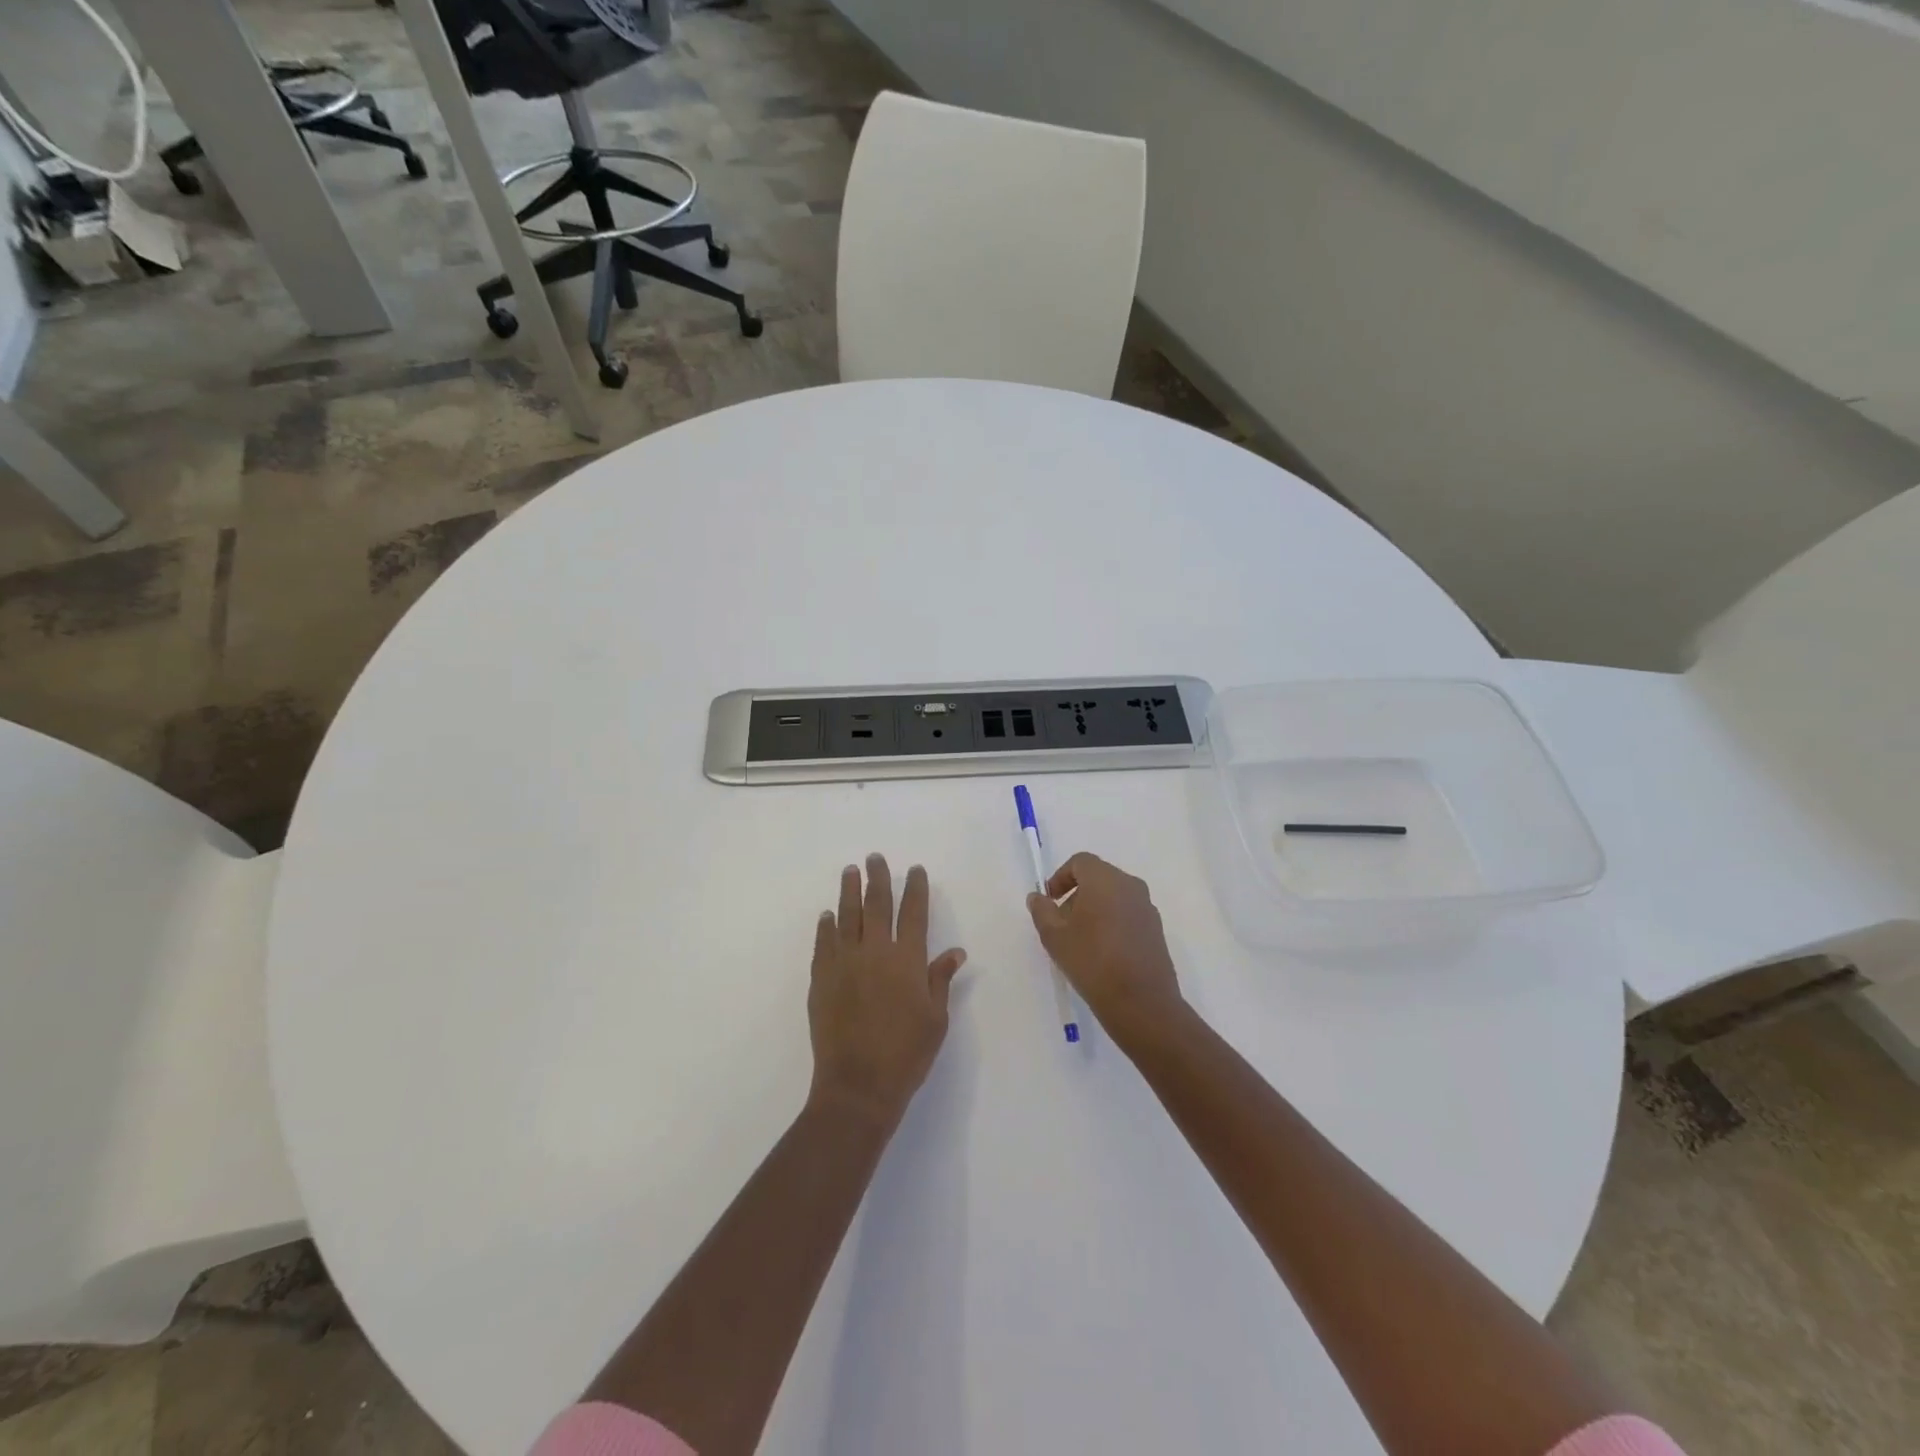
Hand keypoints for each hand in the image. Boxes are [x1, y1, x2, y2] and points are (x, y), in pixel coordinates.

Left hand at [808, 854, 966, 1128]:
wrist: (858, 1085)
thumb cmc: (907, 1054)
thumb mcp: (936, 1019)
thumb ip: (940, 980)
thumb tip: (955, 951)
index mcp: (908, 960)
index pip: (914, 913)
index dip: (915, 888)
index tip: (915, 869)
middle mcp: (875, 952)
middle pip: (877, 905)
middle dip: (878, 878)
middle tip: (874, 857)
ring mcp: (845, 963)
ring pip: (847, 916)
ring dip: (849, 891)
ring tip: (850, 872)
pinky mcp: (822, 979)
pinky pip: (824, 943)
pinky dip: (826, 926)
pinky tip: (828, 915)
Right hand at [1027, 852, 1184, 1046]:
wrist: (1141, 1002)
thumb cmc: (1092, 962)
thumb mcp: (1055, 937)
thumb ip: (1042, 911)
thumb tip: (1037, 897)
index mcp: (1105, 880)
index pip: (1080, 862)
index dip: (1061, 877)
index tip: (1050, 901)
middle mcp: (1130, 885)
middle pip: (1098, 877)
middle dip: (1077, 894)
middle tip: (1062, 922)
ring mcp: (1147, 907)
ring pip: (1114, 895)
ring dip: (1095, 908)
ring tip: (1081, 940)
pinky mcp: (1156, 928)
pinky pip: (1128, 913)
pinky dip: (1113, 921)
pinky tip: (1103, 951)